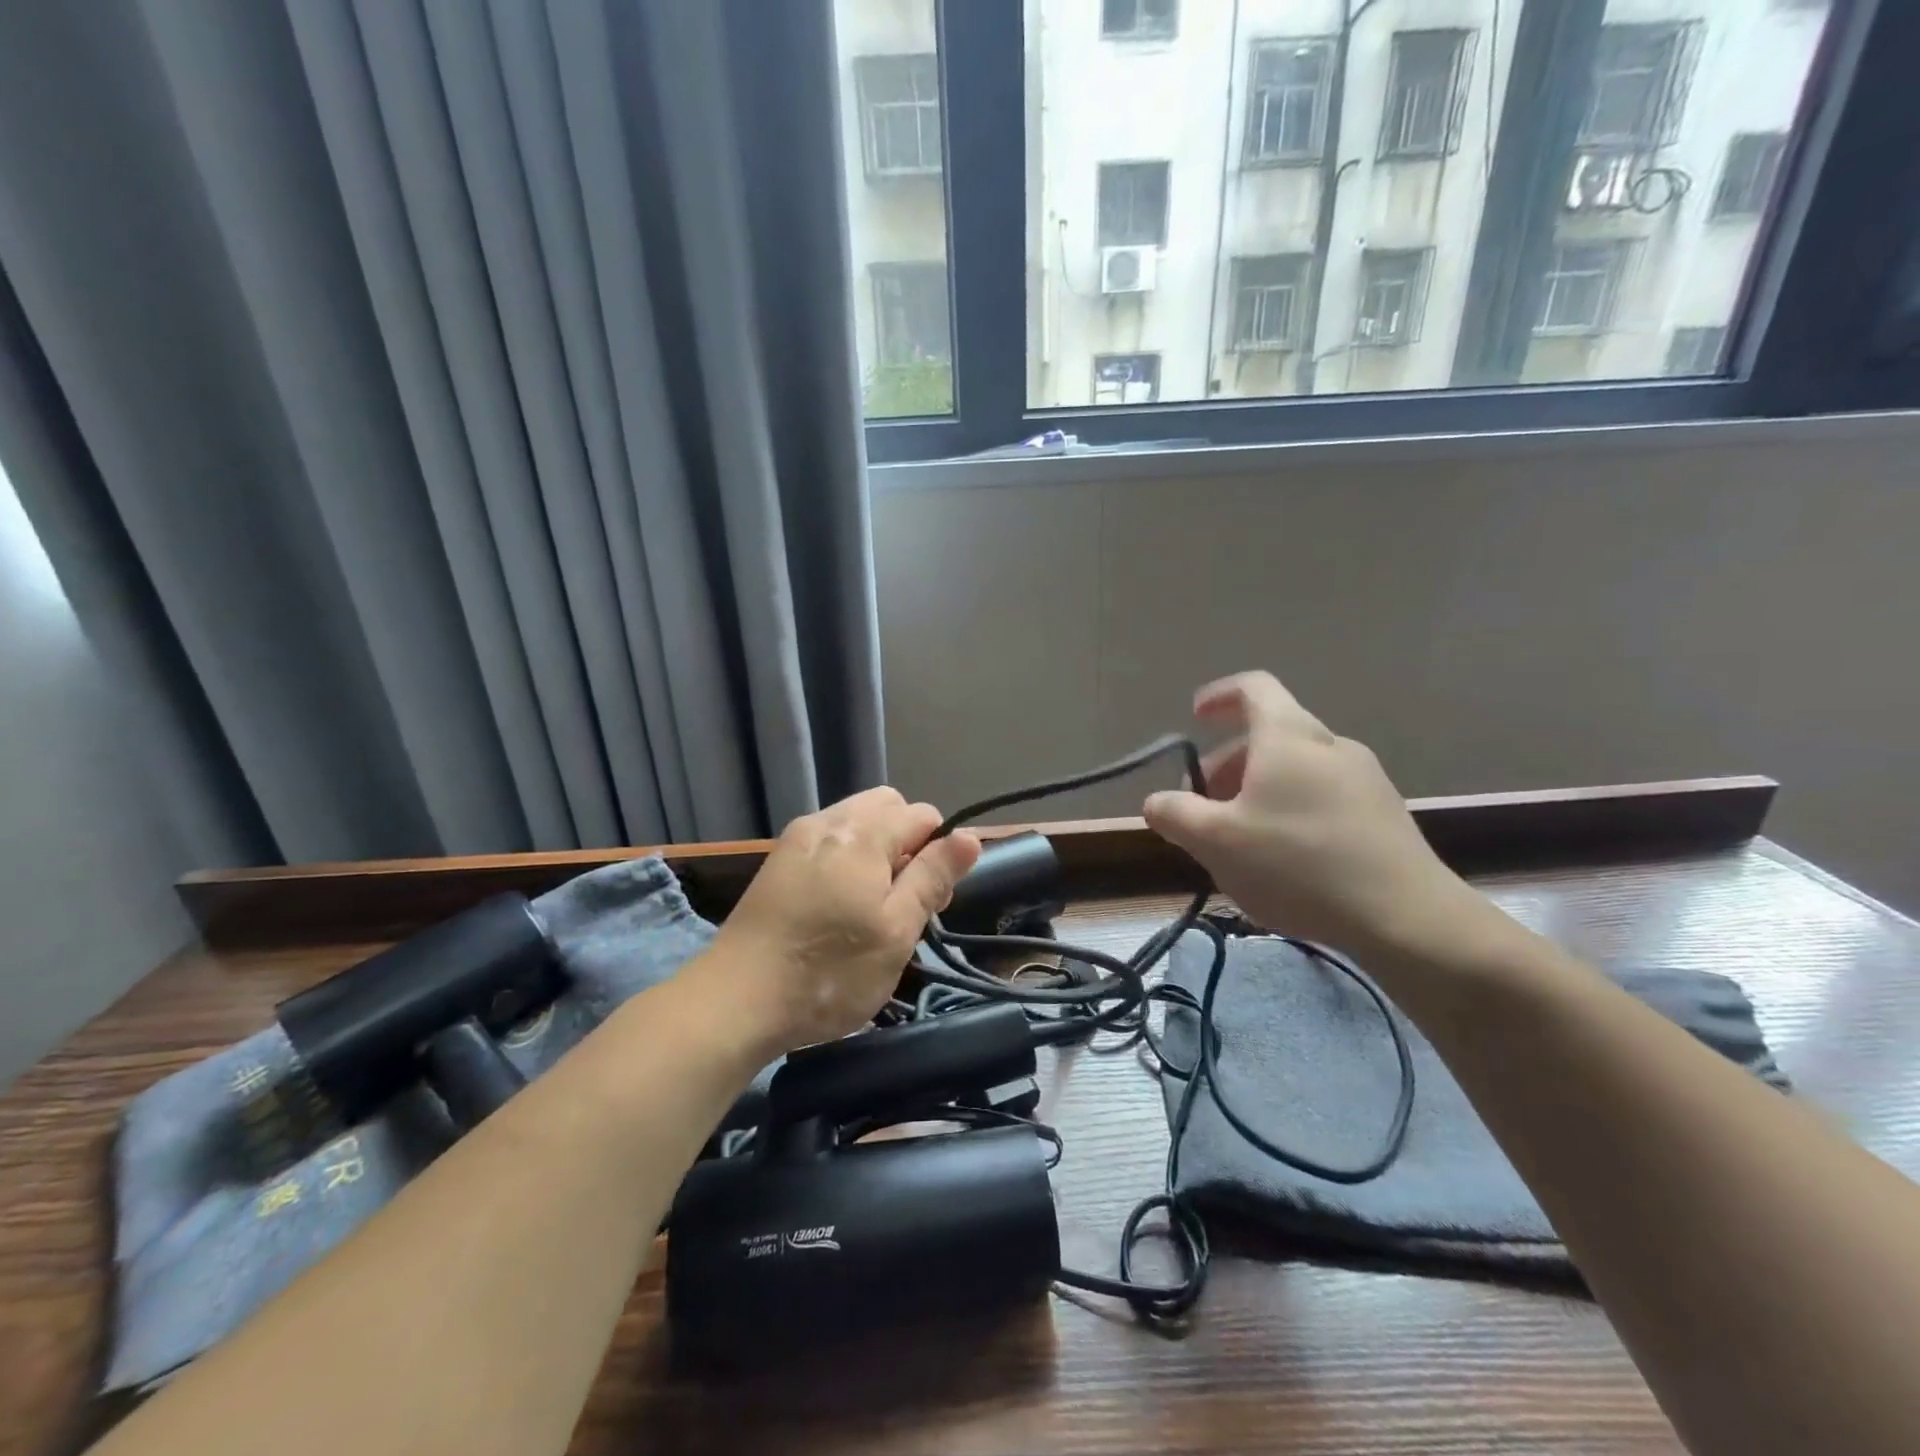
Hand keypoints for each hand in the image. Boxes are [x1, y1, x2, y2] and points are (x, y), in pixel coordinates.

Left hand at [709, 788, 980, 1052]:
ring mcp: (797, 837)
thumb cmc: (828, 972)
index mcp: (861, 833)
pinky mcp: (778, 860)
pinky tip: (836, 906)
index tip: (928, 902)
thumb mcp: (896, 931)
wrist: (734, 1001)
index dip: (938, 853)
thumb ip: (932, 877)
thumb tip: (969, 835)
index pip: (922, 815)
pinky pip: (829, 840)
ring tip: (869, 908)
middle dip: (907, 844)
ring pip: (857, 823)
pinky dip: (847, 860)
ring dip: (877, 852)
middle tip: (902, 902)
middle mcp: (827, 821)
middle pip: (887, 808)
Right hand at [1143, 672, 1482, 958]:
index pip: (1253, 688)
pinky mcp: (1383, 814)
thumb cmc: (1297, 864)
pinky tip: (1284, 858)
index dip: (1219, 696)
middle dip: (1228, 764)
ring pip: (1296, 768)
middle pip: (1270, 735)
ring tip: (1240, 839)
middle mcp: (1329, 745)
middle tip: (1204, 807)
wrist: (1405, 917)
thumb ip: (1175, 815)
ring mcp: (1364, 778)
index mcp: (1288, 736)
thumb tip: (1155, 802)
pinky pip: (1322, 795)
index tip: (1195, 718)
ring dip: (1258, 790)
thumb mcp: (1216, 841)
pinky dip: (1291, 809)